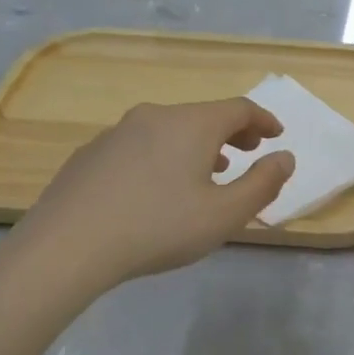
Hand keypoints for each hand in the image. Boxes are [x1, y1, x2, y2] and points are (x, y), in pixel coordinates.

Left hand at [12, 98, 294, 291]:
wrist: (68, 246)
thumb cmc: (158, 228)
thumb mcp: (224, 214)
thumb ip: (263, 184)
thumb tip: (285, 158)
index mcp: (192, 124)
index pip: (239, 109)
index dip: (263, 120)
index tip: (276, 135)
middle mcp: (155, 116)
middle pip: (203, 115)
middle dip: (232, 132)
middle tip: (249, 151)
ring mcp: (117, 132)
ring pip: (169, 130)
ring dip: (197, 146)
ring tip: (208, 172)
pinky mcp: (91, 154)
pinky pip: (140, 146)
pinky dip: (163, 156)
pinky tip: (157, 188)